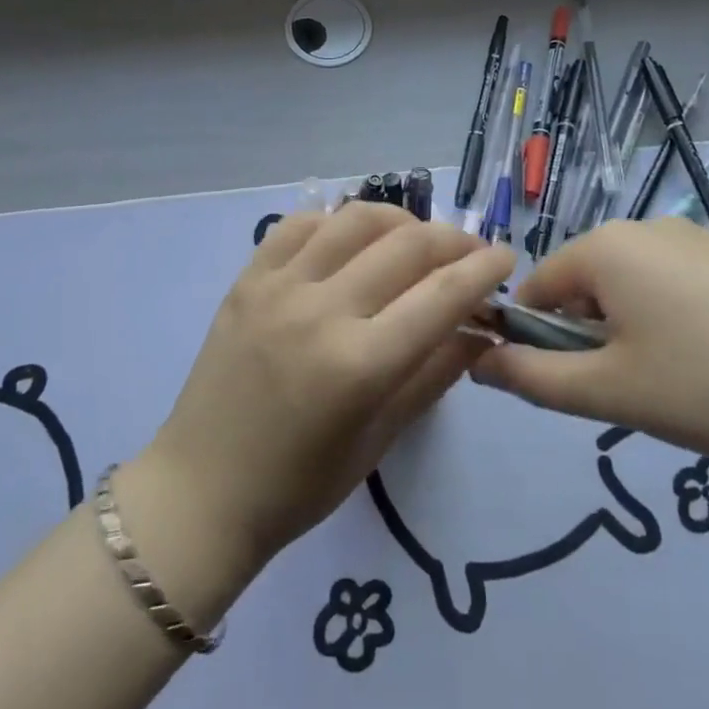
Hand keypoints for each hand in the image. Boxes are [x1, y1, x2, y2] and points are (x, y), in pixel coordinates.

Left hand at [142, 203, 515, 571]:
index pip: (441, 294)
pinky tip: (352, 238)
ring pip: (355, 219)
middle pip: (406, 245)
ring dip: (400, 220)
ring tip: (416, 239)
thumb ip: (435, 374)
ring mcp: (278, 287)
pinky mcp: (246, 279)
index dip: (483, 269)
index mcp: (360, 364)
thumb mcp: (381, 438)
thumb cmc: (299, 485)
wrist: (202, 488)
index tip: (506, 257)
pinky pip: (299, 224)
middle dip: (454, 239)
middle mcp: (321, 311)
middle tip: (470, 251)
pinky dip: (337, 220)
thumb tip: (479, 328)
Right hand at [469, 218, 708, 480]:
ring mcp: (700, 241)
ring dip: (630, 335)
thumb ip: (532, 377)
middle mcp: (647, 228)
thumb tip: (479, 363)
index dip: (532, 336)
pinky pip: (679, 290)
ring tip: (675, 388)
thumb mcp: (609, 392)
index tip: (560, 386)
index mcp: (606, 247)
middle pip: (585, 285)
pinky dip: (675, 326)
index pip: (536, 286)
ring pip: (633, 289)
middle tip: (625, 394)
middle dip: (587, 337)